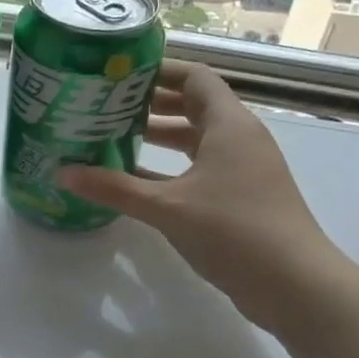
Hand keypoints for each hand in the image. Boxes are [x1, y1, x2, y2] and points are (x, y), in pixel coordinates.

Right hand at [58, 59, 346, 335]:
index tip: (119, 74)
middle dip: (151, 104)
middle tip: (106, 105)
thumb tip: (62, 172)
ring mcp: (242, 169)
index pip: (194, 77)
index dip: (158, 71)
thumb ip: (114, 187)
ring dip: (158, 137)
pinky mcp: (240, 197)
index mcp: (228, 124)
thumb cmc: (233, 230)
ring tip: (112, 138)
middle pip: (193, 106)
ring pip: (195, 140)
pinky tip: (135, 180)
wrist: (296, 286)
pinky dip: (169, 168)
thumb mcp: (167, 207)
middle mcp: (238, 138)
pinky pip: (199, 168)